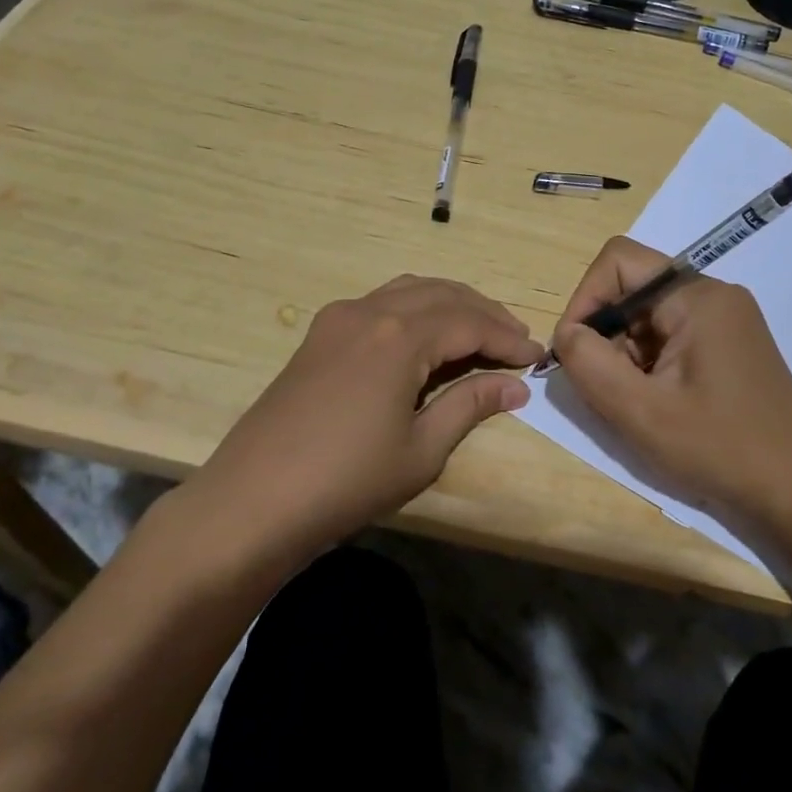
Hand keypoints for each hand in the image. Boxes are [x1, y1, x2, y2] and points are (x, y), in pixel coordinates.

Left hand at [202, 275, 541, 546]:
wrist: (254, 500)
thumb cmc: (347, 481)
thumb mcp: (421, 449)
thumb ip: (470, 406)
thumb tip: (515, 387)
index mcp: (399, 335)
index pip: (470, 322)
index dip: (508, 338)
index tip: (537, 358)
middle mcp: (370, 311)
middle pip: (442, 295)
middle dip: (485, 314)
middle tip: (516, 341)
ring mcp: (338, 318)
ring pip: (409, 291)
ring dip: (450, 305)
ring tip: (479, 332)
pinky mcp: (319, 335)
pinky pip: (380, 303)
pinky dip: (414, 309)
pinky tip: (426, 337)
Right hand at [550, 237, 791, 522]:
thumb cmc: (720, 449)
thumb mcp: (640, 411)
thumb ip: (589, 363)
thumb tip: (567, 334)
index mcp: (697, 297)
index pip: (619, 261)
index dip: (585, 299)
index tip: (573, 350)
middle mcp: (714, 295)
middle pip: (633, 290)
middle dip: (606, 334)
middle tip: (606, 388)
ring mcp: (726, 320)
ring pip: (649, 316)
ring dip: (627, 354)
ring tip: (637, 404)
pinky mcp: (729, 345)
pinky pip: (671, 336)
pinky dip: (649, 364)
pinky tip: (659, 405)